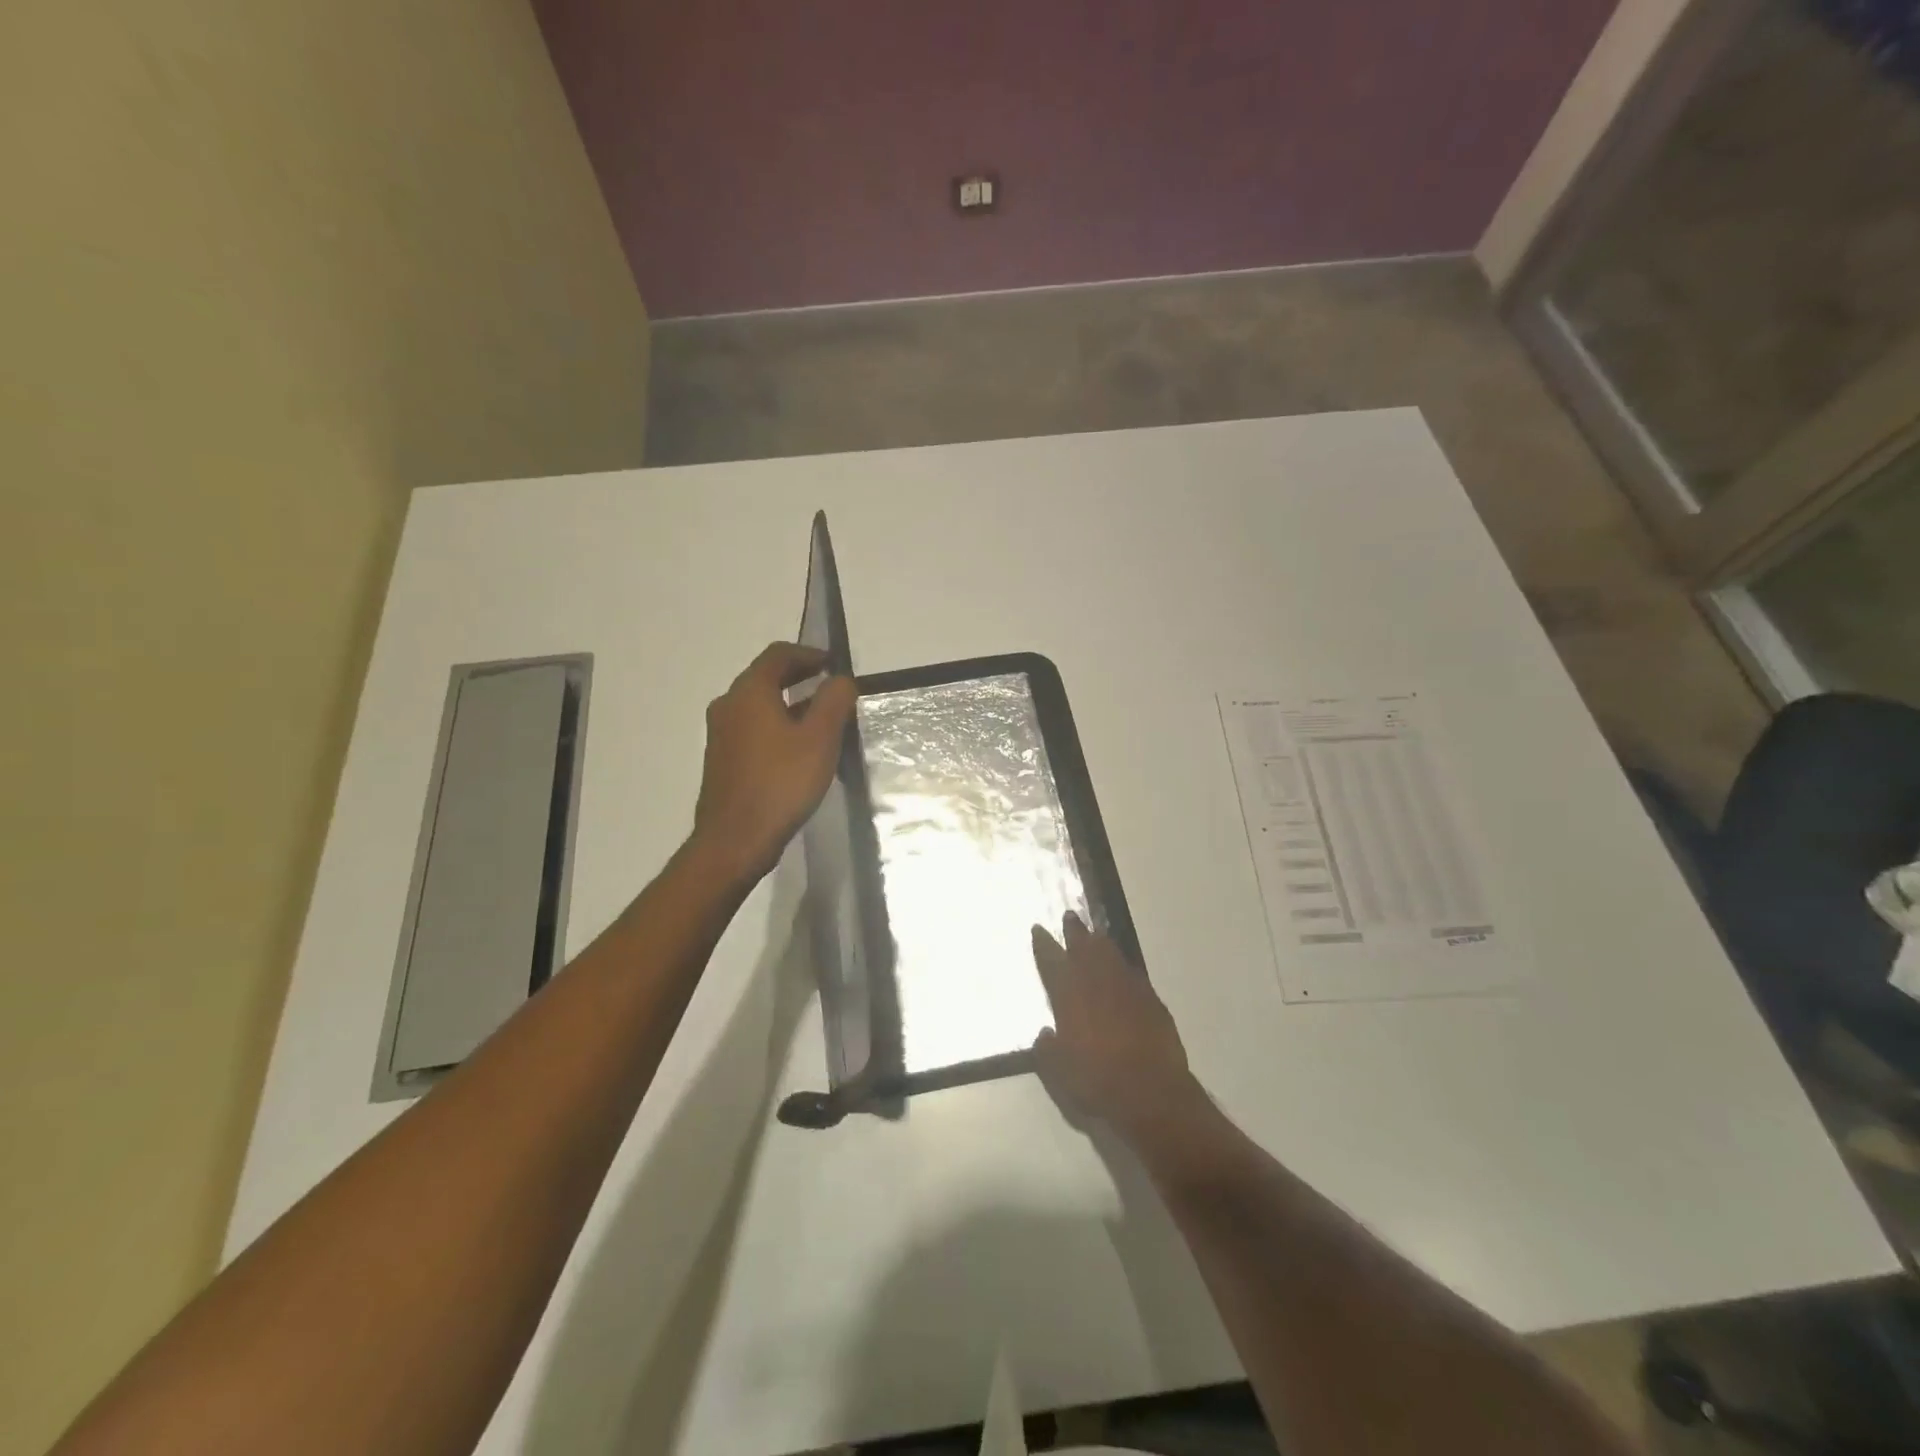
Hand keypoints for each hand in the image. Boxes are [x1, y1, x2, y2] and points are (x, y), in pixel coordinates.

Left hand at [692, 642, 855, 882]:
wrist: (735, 840)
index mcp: (749, 693)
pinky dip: (777, 726)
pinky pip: (753, 729)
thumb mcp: (820, 739)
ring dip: (790, 704)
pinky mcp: (723, 760)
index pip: (778, 655)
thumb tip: (840, 680)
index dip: (809, 654)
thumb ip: (834, 702)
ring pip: (759, 705)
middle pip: (765, 678)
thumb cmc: (781, 783)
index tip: (834, 664)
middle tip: (831, 688)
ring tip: (822, 719)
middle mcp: (729, 706)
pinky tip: (799, 750)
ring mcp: (721, 735)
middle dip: (800, 677)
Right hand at [1030, 913, 1195, 1140]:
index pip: (1052, 961)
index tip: (1038, 929)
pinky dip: (1123, 966)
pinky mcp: (1151, 999)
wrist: (1151, 1091)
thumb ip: (1047, 1050)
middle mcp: (1097, 982)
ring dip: (1100, 942)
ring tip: (1094, 933)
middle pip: (1084, 947)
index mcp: (1069, 995)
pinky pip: (1132, 973)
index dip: (1044, 944)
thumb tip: (1045, 1034)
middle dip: (1074, 931)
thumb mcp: (1059, 1072)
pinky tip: (1122, 967)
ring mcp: (1127, 987)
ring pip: (1110, 954)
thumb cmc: (1097, 1080)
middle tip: (1069, 916)